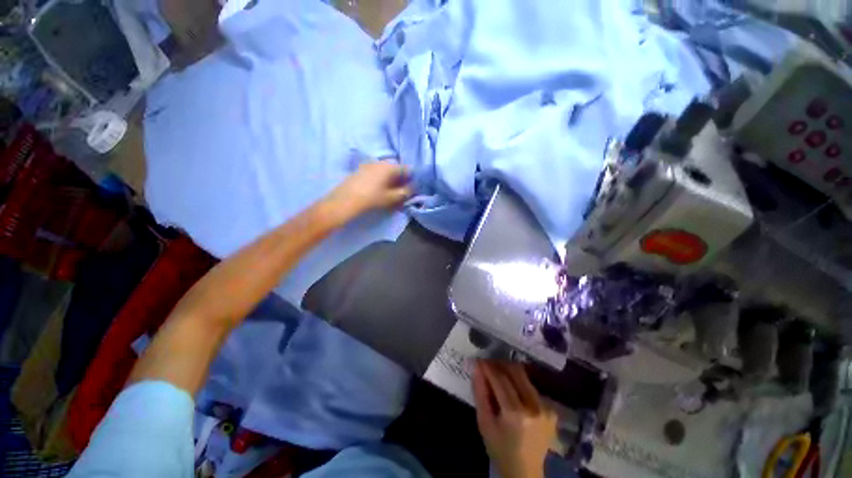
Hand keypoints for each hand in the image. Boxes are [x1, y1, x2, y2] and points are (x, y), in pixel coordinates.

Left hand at [324, 161, 411, 223]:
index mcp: (390, 166)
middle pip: (397, 169)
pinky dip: (382, 180)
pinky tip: (379, 190)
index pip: (408, 169)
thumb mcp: (392, 198)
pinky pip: (377, 173)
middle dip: (402, 180)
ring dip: (391, 180)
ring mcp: (369, 164)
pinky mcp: (361, 169)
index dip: (412, 179)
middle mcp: (381, 161)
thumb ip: (406, 192)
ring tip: (390, 193)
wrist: (345, 200)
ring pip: (386, 171)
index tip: (412, 189)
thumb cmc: (372, 198)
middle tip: (402, 192)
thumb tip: (412, 188)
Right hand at [472, 360, 556, 477]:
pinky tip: (511, 388)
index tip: (478, 360)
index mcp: (515, 413)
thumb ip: (480, 393)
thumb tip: (476, 367)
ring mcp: (546, 408)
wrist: (525, 471)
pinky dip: (518, 382)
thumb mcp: (484, 423)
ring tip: (497, 373)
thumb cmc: (500, 448)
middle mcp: (534, 406)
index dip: (488, 366)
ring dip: (509, 370)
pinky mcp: (551, 409)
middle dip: (499, 364)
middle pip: (515, 372)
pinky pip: (531, 386)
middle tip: (487, 364)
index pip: (500, 379)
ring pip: (524, 376)